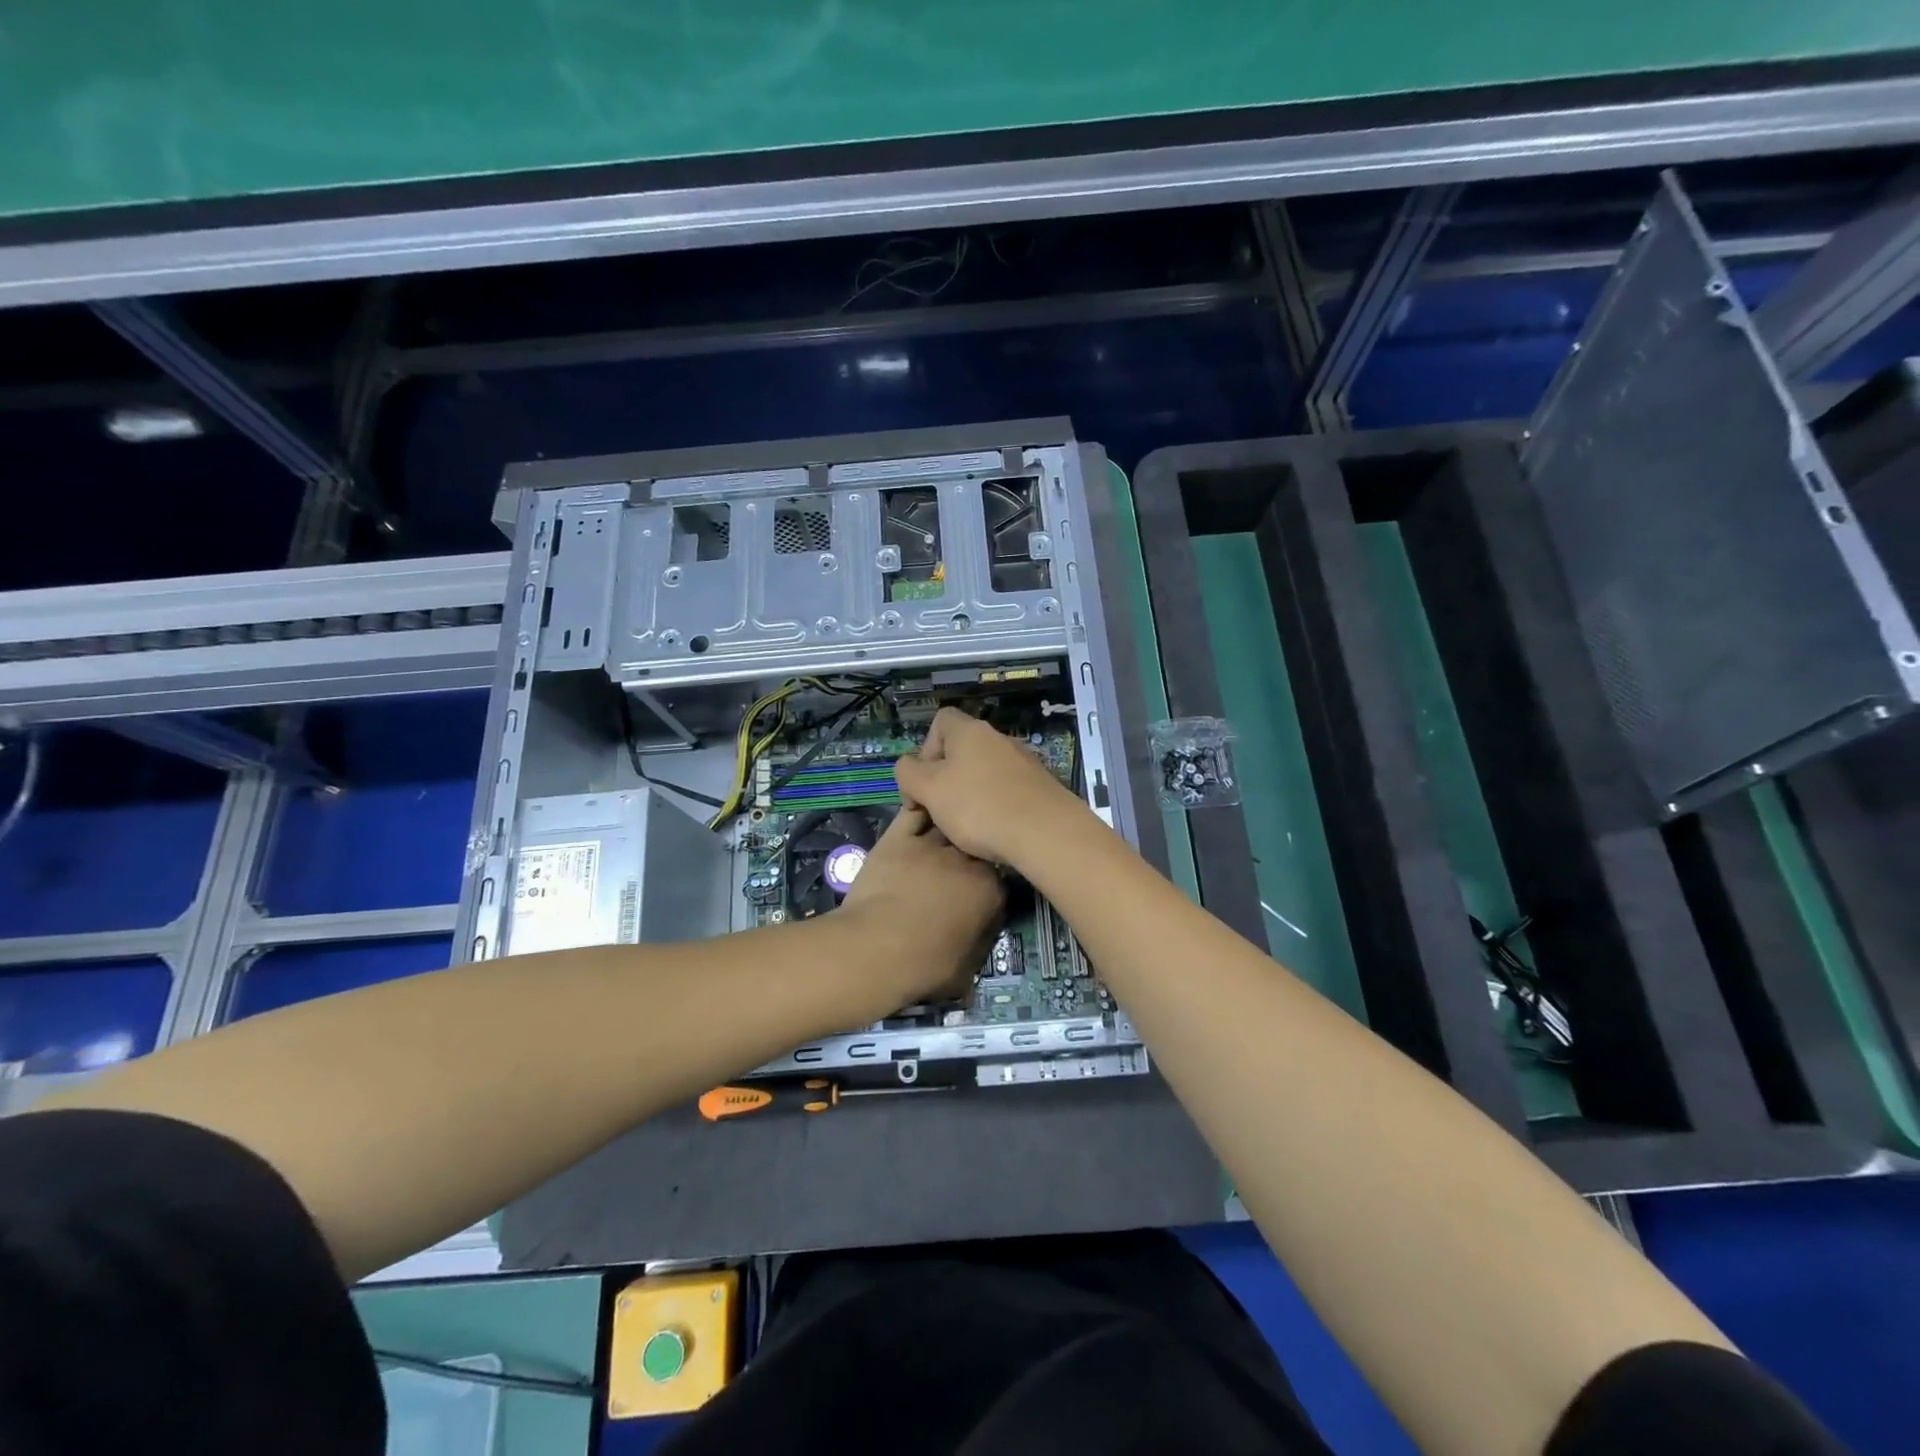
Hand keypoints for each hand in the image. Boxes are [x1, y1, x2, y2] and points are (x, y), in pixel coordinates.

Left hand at [838, 805, 1004, 1004]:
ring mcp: (931, 844)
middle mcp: (966, 859)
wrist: (877, 949)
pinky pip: (914, 814)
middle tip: (960, 868)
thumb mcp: (965, 971)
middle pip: (976, 845)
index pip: (1001, 878)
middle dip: (972, 853)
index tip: (981, 894)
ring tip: (945, 832)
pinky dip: (921, 811)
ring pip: (948, 823)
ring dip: (949, 827)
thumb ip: (976, 948)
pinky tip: (923, 810)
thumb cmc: (925, 966)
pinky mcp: (898, 838)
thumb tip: (978, 947)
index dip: (990, 884)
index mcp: (990, 890)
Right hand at [893, 708, 1089, 868]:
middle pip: (962, 750)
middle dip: (945, 779)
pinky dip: (995, 807)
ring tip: (966, 828)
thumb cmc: (979, 806)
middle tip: (939, 811)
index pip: (941, 721)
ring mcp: (1023, 761)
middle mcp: (999, 738)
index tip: (923, 782)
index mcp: (969, 731)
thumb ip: (908, 773)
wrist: (1045, 833)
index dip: (925, 748)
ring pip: (984, 773)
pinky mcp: (1040, 786)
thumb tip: (909, 768)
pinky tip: (994, 832)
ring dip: (970, 795)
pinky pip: (1007, 791)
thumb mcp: (928, 790)